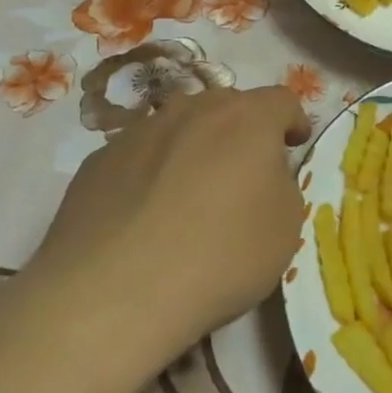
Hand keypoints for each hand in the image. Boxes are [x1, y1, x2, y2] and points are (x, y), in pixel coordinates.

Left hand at [25, 87, 312, 357]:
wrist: (115, 292)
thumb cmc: (220, 255)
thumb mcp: (285, 227)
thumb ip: (281, 185)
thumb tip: (262, 176)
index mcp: (246, 118)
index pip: (282, 101)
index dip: (293, 121)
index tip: (294, 146)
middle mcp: (192, 109)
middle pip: (226, 107)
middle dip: (240, 133)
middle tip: (243, 175)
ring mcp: (139, 131)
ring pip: (178, 128)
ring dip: (192, 150)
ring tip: (189, 198)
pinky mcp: (98, 161)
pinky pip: (138, 157)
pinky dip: (150, 175)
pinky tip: (143, 218)